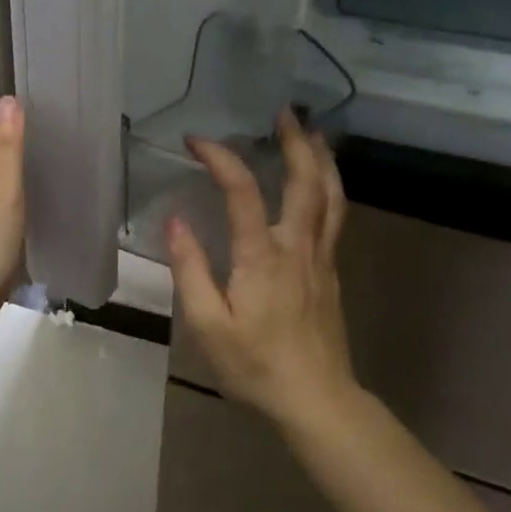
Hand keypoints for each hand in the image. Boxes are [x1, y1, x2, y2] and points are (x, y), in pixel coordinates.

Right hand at [167, 109, 357, 431]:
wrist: (317, 401)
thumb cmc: (255, 367)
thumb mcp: (209, 325)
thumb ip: (190, 270)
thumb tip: (175, 221)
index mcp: (262, 257)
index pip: (241, 191)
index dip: (220, 157)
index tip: (195, 140)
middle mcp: (297, 247)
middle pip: (305, 181)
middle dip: (295, 141)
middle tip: (284, 111)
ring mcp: (321, 258)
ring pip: (331, 195)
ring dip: (321, 158)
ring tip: (313, 132)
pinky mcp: (331, 271)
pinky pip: (335, 215)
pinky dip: (329, 185)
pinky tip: (322, 181)